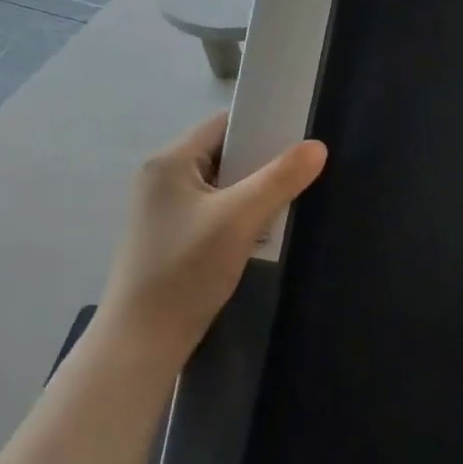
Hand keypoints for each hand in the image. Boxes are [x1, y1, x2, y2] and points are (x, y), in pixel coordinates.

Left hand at [97, 112, 326, 357]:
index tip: (301, 138)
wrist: (144, 339)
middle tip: (301, 173)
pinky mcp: (172, 236)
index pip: (223, 125)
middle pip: (223, 154)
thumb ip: (280, 179)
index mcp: (169, 162)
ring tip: (287, 202)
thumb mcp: (239, 219)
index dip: (262, 126)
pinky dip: (239, 214)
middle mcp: (162, 178)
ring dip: (252, 192)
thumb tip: (318, 147)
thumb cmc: (186, 269)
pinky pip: (215, 210)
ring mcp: (165, 210)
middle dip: (262, 163)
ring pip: (222, 185)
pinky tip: (261, 231)